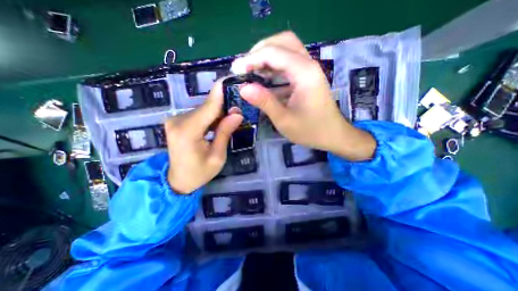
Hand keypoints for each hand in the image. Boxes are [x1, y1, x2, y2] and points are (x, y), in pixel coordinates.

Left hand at [164, 81, 243, 192]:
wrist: (177, 181)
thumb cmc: (199, 173)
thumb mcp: (217, 156)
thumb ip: (225, 133)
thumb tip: (237, 114)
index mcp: (187, 132)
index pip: (208, 107)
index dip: (220, 93)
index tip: (231, 79)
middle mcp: (177, 121)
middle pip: (206, 107)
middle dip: (224, 106)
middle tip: (239, 109)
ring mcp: (175, 120)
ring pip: (203, 110)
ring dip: (218, 113)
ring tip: (231, 118)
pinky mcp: (176, 121)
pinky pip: (198, 114)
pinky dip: (210, 116)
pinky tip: (218, 122)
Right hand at [232, 32, 376, 161]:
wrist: (333, 135)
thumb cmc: (310, 131)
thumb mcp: (284, 120)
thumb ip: (264, 102)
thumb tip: (243, 88)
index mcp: (304, 73)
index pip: (273, 53)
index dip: (251, 59)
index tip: (235, 71)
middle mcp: (308, 65)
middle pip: (282, 42)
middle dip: (259, 52)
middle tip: (245, 68)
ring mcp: (309, 69)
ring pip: (286, 49)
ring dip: (267, 57)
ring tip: (251, 71)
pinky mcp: (308, 76)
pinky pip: (289, 62)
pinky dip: (274, 66)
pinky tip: (265, 78)